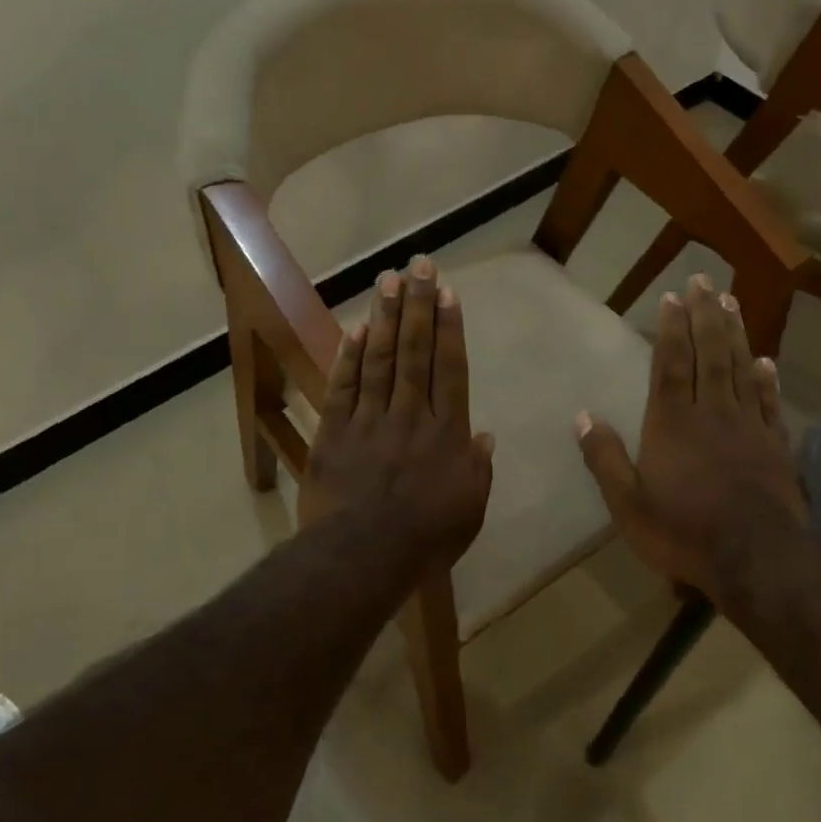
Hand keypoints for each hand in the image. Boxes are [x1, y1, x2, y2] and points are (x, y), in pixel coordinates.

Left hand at [300, 256, 493, 569]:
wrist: (362, 556)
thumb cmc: (426, 539)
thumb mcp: (470, 510)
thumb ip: (478, 470)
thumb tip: (485, 436)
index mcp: (446, 433)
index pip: (450, 369)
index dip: (449, 328)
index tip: (447, 293)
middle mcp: (410, 415)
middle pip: (415, 352)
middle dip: (418, 306)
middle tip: (418, 265)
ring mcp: (370, 421)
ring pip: (380, 360)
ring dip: (385, 318)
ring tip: (388, 280)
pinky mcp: (335, 433)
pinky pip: (344, 388)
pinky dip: (349, 358)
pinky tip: (356, 328)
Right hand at [575, 275, 805, 610]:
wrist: (754, 556)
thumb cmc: (682, 531)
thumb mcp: (627, 503)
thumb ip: (605, 458)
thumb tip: (583, 417)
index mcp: (672, 423)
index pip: (670, 364)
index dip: (671, 329)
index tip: (673, 297)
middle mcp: (711, 413)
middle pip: (709, 354)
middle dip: (705, 315)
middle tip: (705, 281)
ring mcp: (748, 426)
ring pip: (740, 369)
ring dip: (735, 334)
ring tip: (733, 302)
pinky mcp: (775, 446)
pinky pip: (770, 403)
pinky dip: (768, 379)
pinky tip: (766, 360)